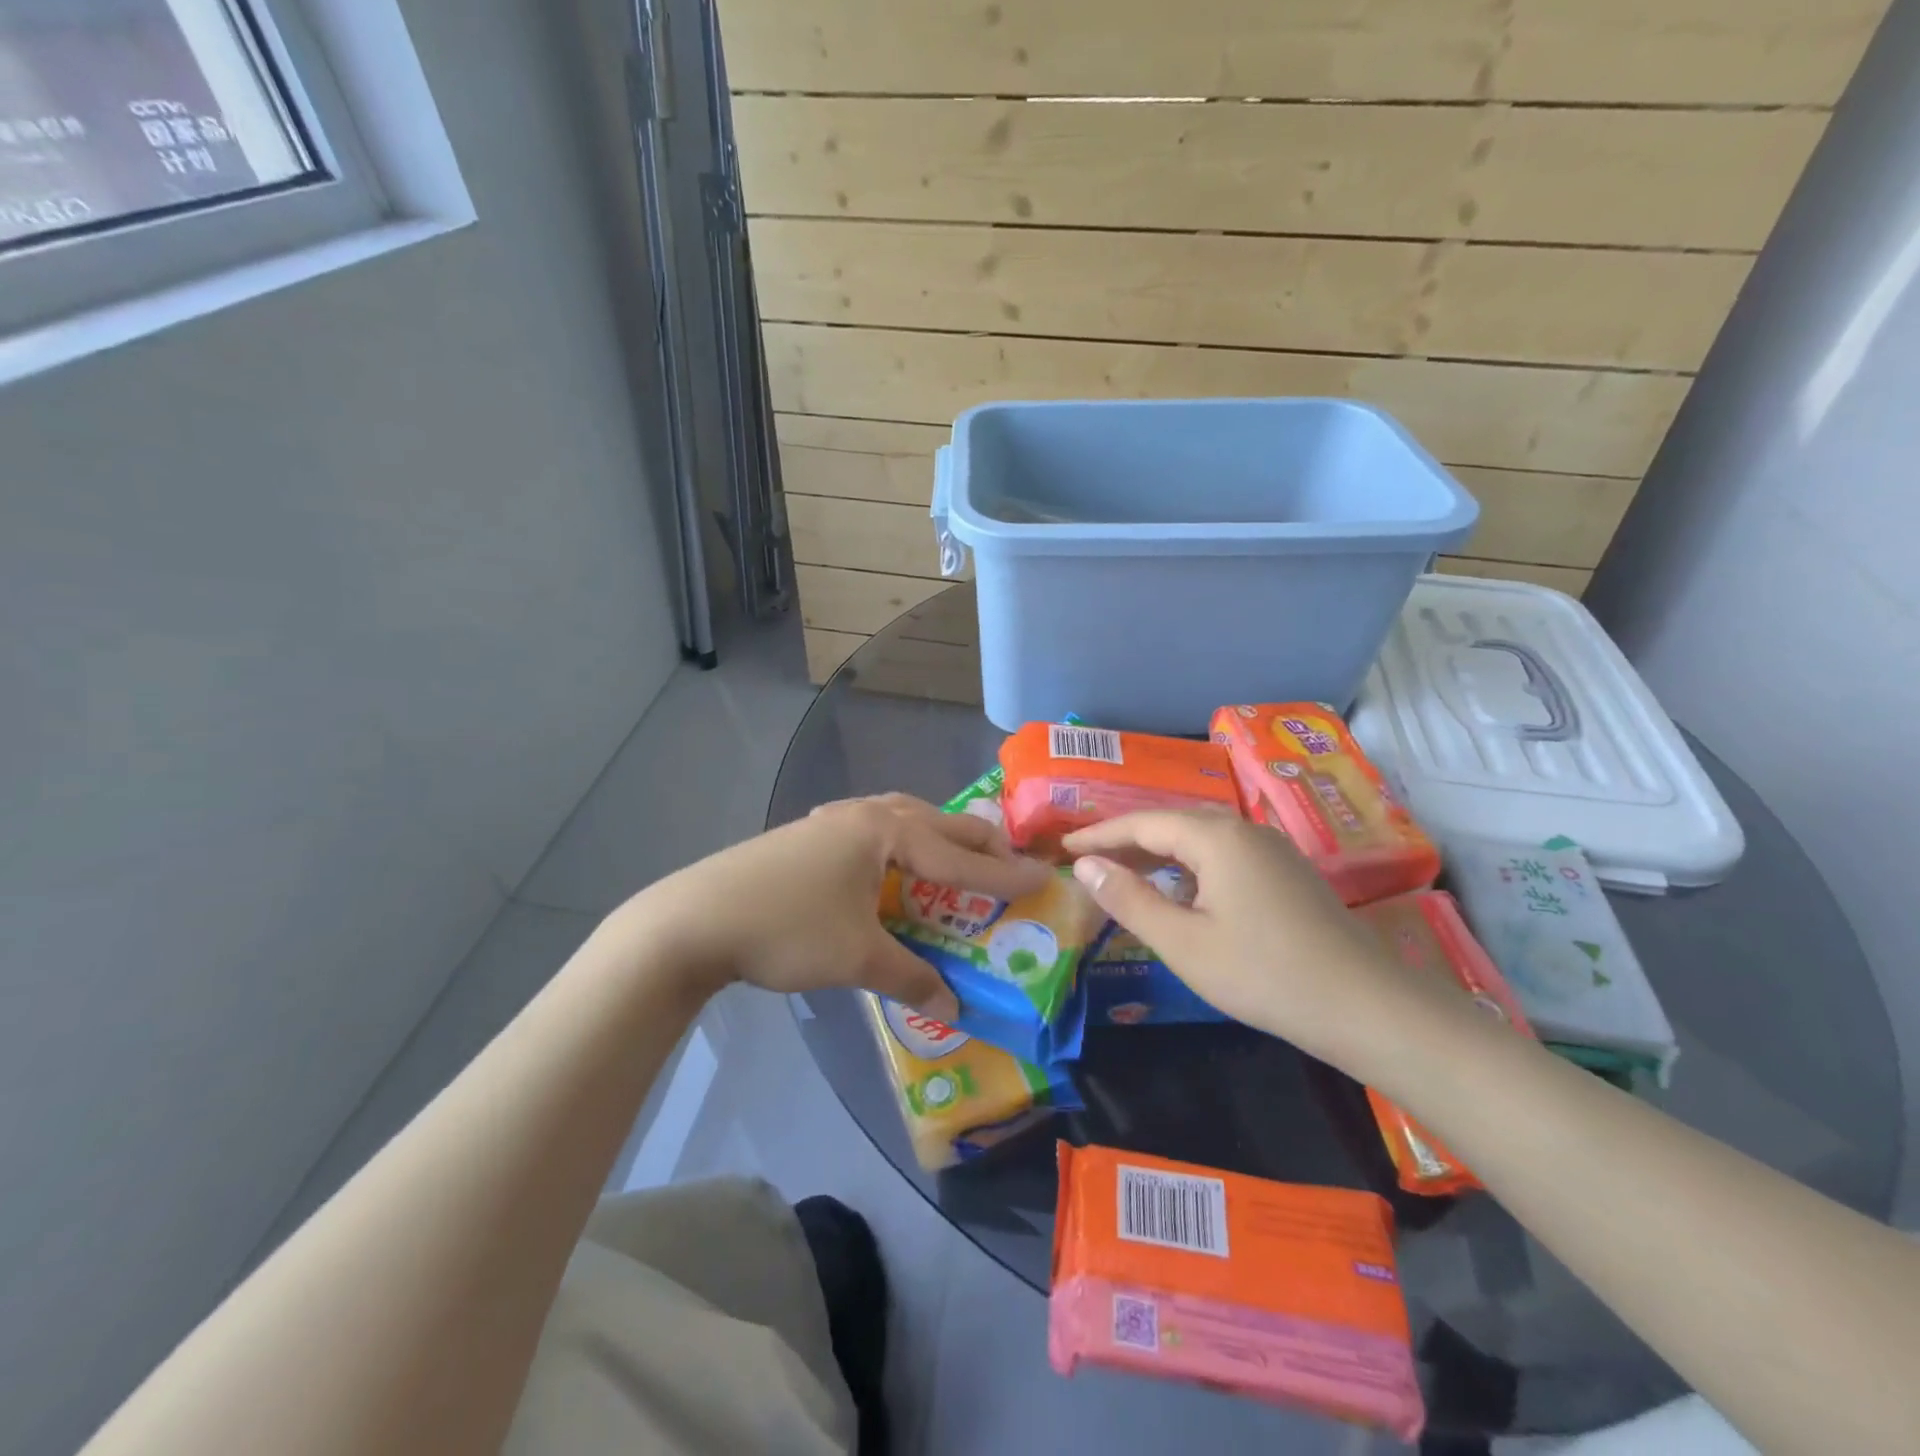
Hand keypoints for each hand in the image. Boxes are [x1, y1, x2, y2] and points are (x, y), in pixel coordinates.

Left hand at [621, 794, 1051, 1020]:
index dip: (1003, 873)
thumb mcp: (856, 958)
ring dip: (934, 834)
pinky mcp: (806, 835)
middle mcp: (862, 814)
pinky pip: (871, 827)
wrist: (693, 919)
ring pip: (900, 817)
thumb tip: (954, 1007)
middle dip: (975, 841)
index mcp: (884, 831)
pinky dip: (898, 840)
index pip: (959, 854)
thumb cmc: (786, 929)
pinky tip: (888, 858)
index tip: (1043, 878)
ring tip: (955, 854)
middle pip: (934, 821)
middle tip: (1009, 862)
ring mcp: (830, 820)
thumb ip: (911, 978)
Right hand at [1063, 812, 1462, 1076]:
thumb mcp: (1183, 942)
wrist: (1365, 1006)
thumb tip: (1085, 866)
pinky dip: (1189, 865)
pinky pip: (1223, 854)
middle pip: (1171, 823)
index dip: (1099, 834)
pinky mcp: (1287, 872)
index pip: (1142, 823)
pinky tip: (1180, 891)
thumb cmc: (1263, 973)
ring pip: (1200, 838)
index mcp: (1216, 837)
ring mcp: (1271, 849)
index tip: (1064, 846)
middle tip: (1087, 860)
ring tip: (1123, 872)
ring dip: (1158, 852)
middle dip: (1126, 840)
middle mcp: (1244, 830)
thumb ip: (1129, 899)